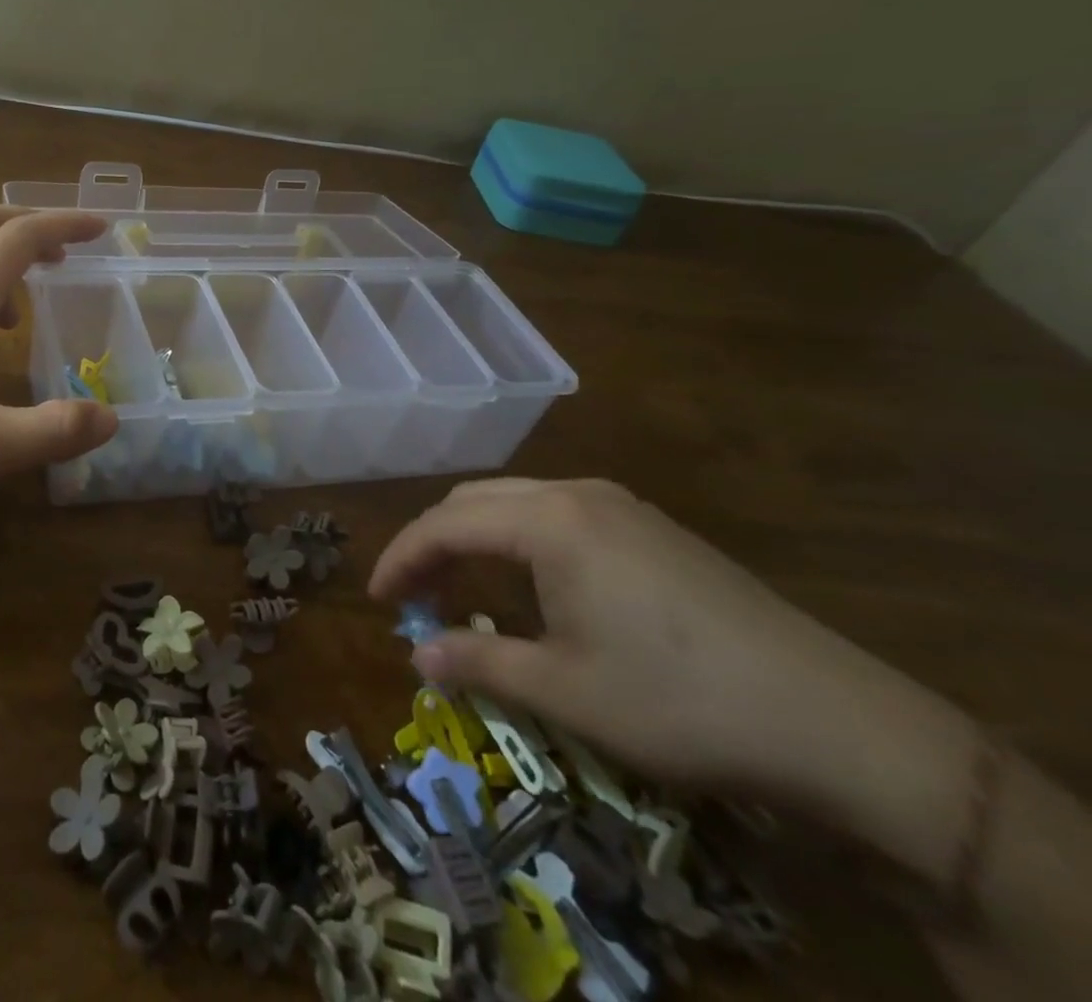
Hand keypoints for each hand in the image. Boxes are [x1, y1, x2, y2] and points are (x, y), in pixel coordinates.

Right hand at [368, 478, 952, 806]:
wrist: (838, 722)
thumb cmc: (679, 701)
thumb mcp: (565, 690)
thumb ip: (478, 663)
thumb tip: (416, 655)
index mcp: (548, 520)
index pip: (444, 524)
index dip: (401, 558)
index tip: (377, 599)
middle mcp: (576, 493)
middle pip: (474, 501)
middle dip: (433, 544)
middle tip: (414, 598)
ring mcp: (620, 505)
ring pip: (515, 503)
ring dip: (474, 540)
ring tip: (462, 592)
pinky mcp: (651, 527)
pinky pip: (556, 515)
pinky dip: (517, 541)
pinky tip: (530, 586)